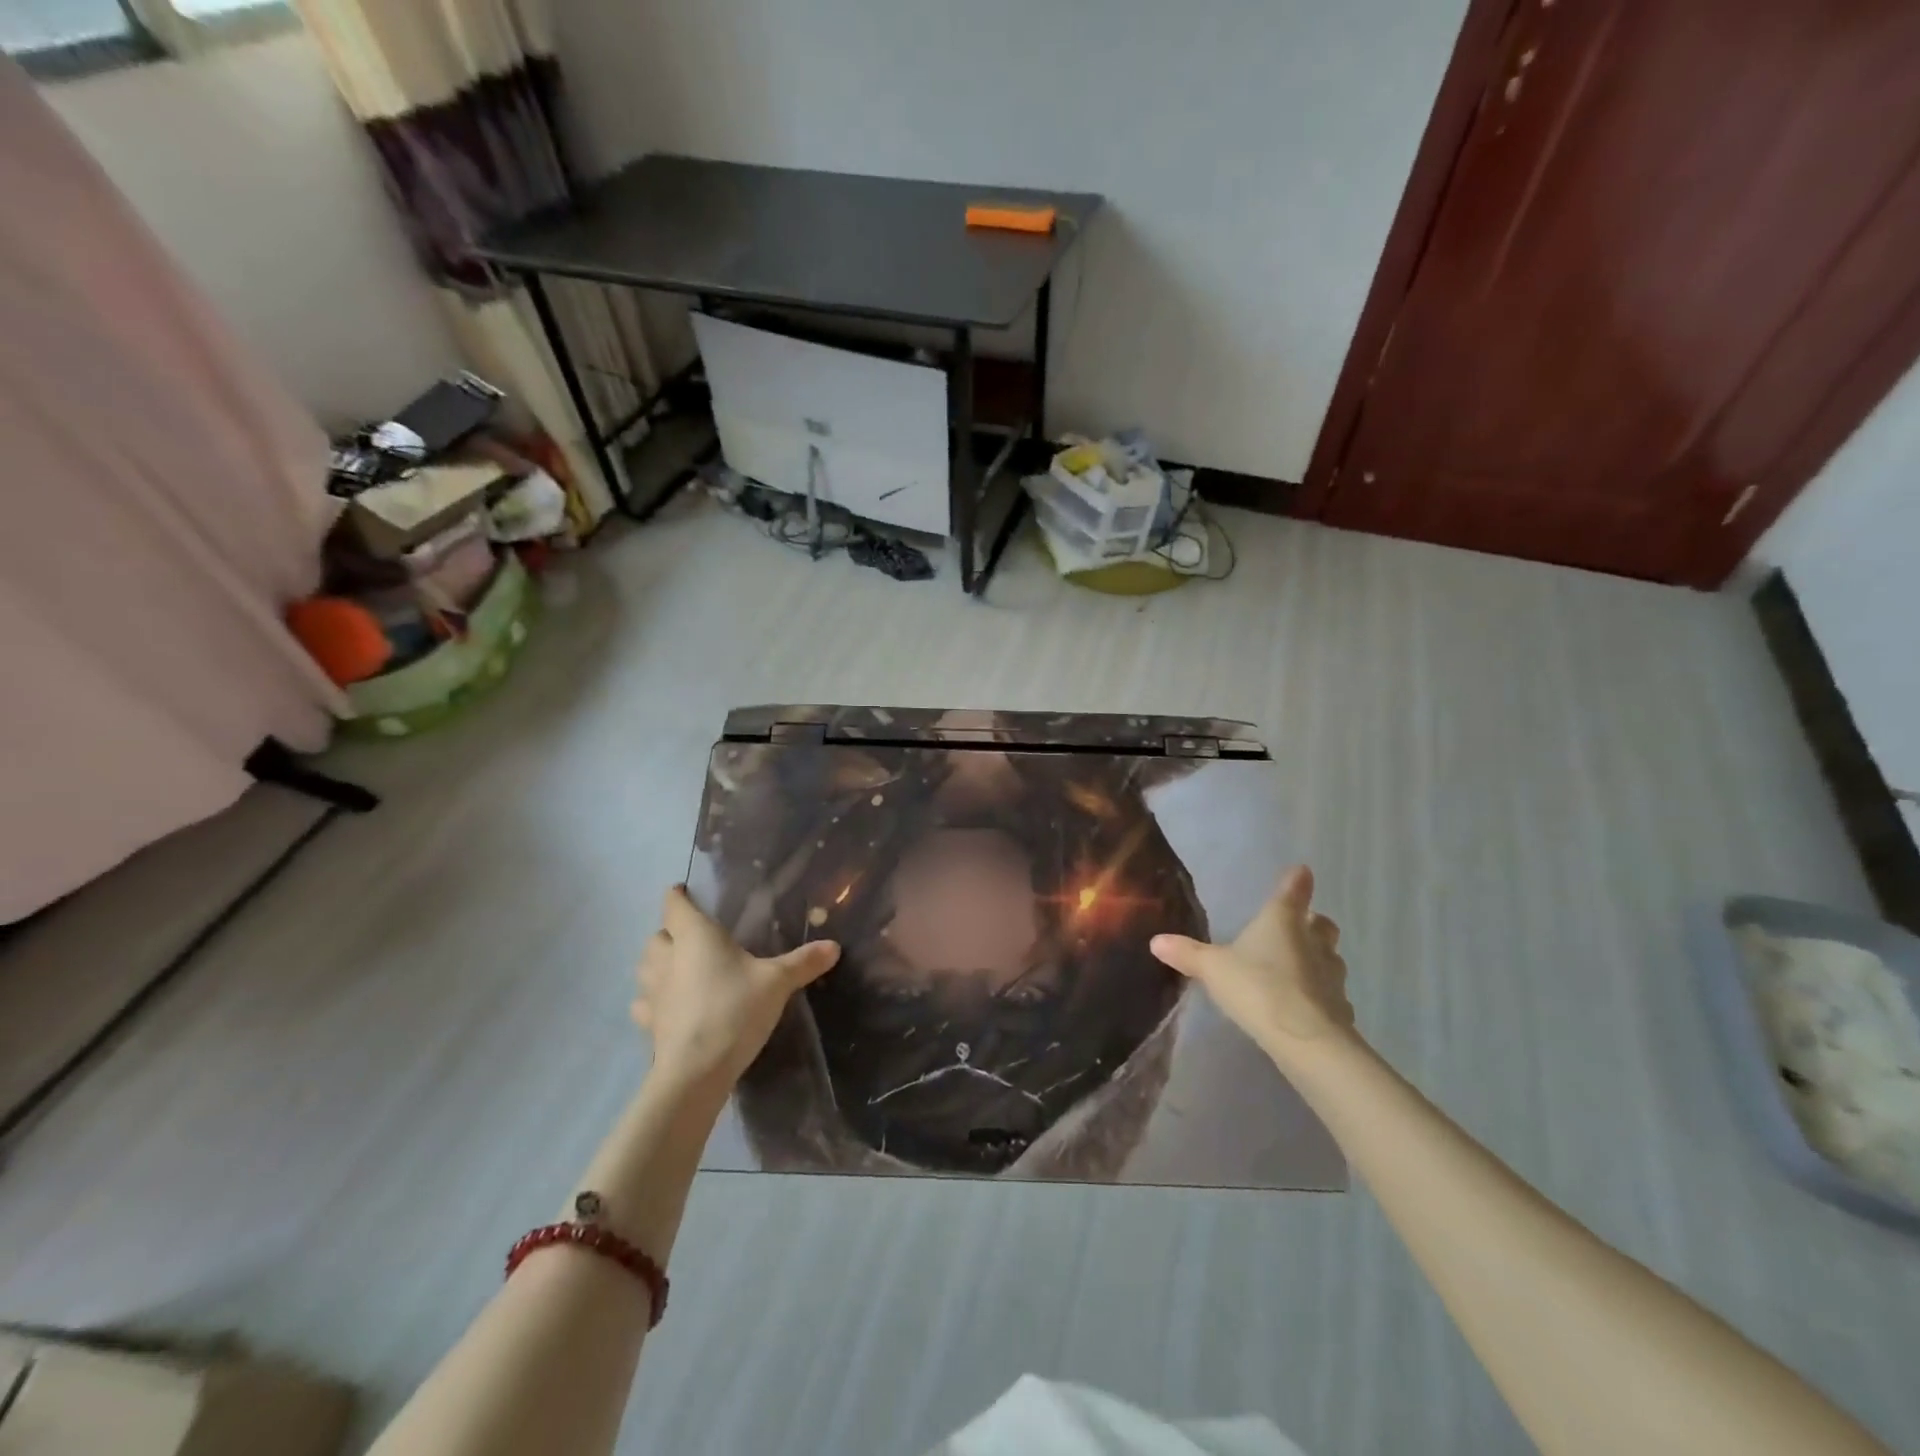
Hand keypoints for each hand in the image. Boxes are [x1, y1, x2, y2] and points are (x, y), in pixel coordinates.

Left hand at [632, 886, 840, 1096]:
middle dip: (669, 932)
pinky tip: (668, 1005)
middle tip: (691, 935)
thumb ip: (802, 962)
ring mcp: (652, 992)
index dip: (678, 895)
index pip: (675, 905)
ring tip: (676, 967)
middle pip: (657, 935)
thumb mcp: (776, 982)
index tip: (684, 891)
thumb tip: (834, 946)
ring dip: (656, 963)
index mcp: (695, 936)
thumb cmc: (735, 1009)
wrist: (696, 1070)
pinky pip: (644, 1003)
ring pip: (645, 967)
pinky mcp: (649, 1023)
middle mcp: (667, 957)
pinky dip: (652, 999)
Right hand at [1150, 866, 1355, 1057]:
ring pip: (1331, 958)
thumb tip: (1156, 940)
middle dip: (1313, 923)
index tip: (1301, 872)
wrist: (1305, 1039)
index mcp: (1282, 921)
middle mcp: (1312, 942)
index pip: (1293, 891)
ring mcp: (1332, 976)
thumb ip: (1187, 954)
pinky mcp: (1341, 1008)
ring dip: (1319, 959)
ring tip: (1299, 968)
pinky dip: (1321, 996)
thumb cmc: (1257, 987)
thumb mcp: (1213, 968)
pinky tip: (1305, 1006)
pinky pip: (1332, 995)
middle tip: (1299, 927)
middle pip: (1322, 924)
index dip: (1296, 880)